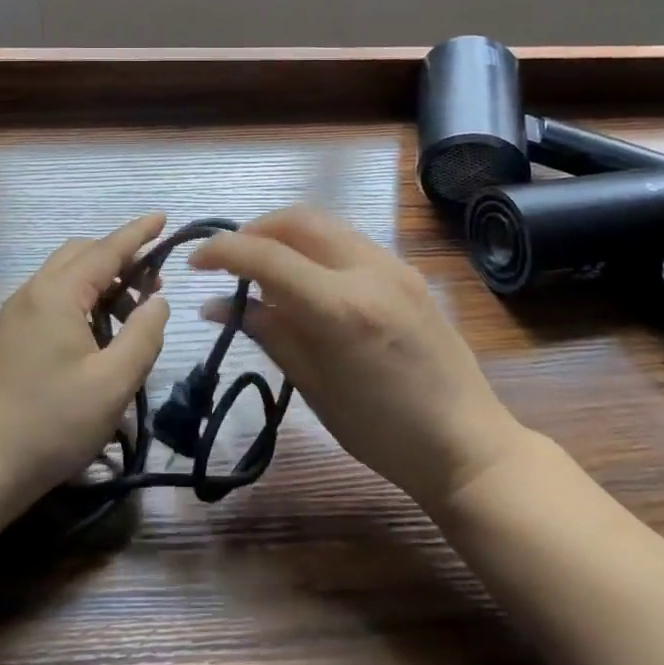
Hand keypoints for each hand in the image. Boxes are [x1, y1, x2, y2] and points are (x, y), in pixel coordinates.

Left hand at [0, 212, 170, 517]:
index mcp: (57, 294)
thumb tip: (158, 301)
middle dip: (120, 258)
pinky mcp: (10, 338)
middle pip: (81, 255)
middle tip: (154, 281)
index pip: (106, 249)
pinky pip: (52, 300)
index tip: (164, 217)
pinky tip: (99, 336)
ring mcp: (16, 315)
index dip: (138, 233)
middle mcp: (33, 293)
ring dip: (102, 283)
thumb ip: (144, 336)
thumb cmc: (51, 423)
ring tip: (132, 316)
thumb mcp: (113, 383)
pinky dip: (82, 302)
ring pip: (66, 279)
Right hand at [189, 206, 525, 512]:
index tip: (196, 262)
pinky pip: (348, 241)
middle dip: (254, 230)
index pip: (267, 255)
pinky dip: (315, 246)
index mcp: (341, 307)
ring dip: (285, 234)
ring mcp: (394, 266)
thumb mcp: (313, 386)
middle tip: (229, 260)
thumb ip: (268, 332)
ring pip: (324, 223)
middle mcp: (369, 270)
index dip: (222, 251)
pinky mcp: (408, 271)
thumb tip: (217, 305)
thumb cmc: (381, 432)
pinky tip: (305, 279)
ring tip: (263, 267)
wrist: (468, 445)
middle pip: (297, 219)